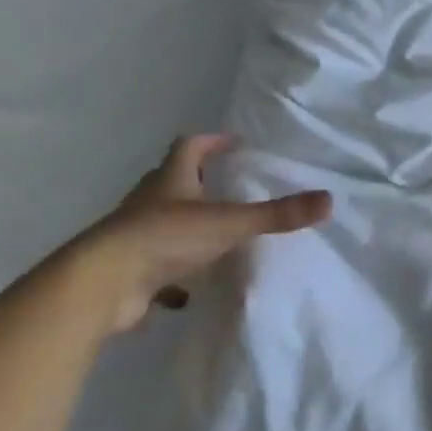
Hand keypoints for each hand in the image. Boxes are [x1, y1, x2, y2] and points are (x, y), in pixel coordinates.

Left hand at [72, 135, 330, 334]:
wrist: (102, 286)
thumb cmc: (164, 239)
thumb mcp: (229, 223)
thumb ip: (277, 215)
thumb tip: (329, 201)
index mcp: (170, 180)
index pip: (189, 147)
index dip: (212, 142)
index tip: (235, 144)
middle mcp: (150, 202)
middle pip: (174, 181)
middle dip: (201, 181)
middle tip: (231, 186)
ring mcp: (137, 237)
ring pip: (165, 223)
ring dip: (189, 225)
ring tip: (220, 235)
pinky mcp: (131, 271)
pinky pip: (159, 265)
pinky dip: (176, 272)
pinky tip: (194, 288)